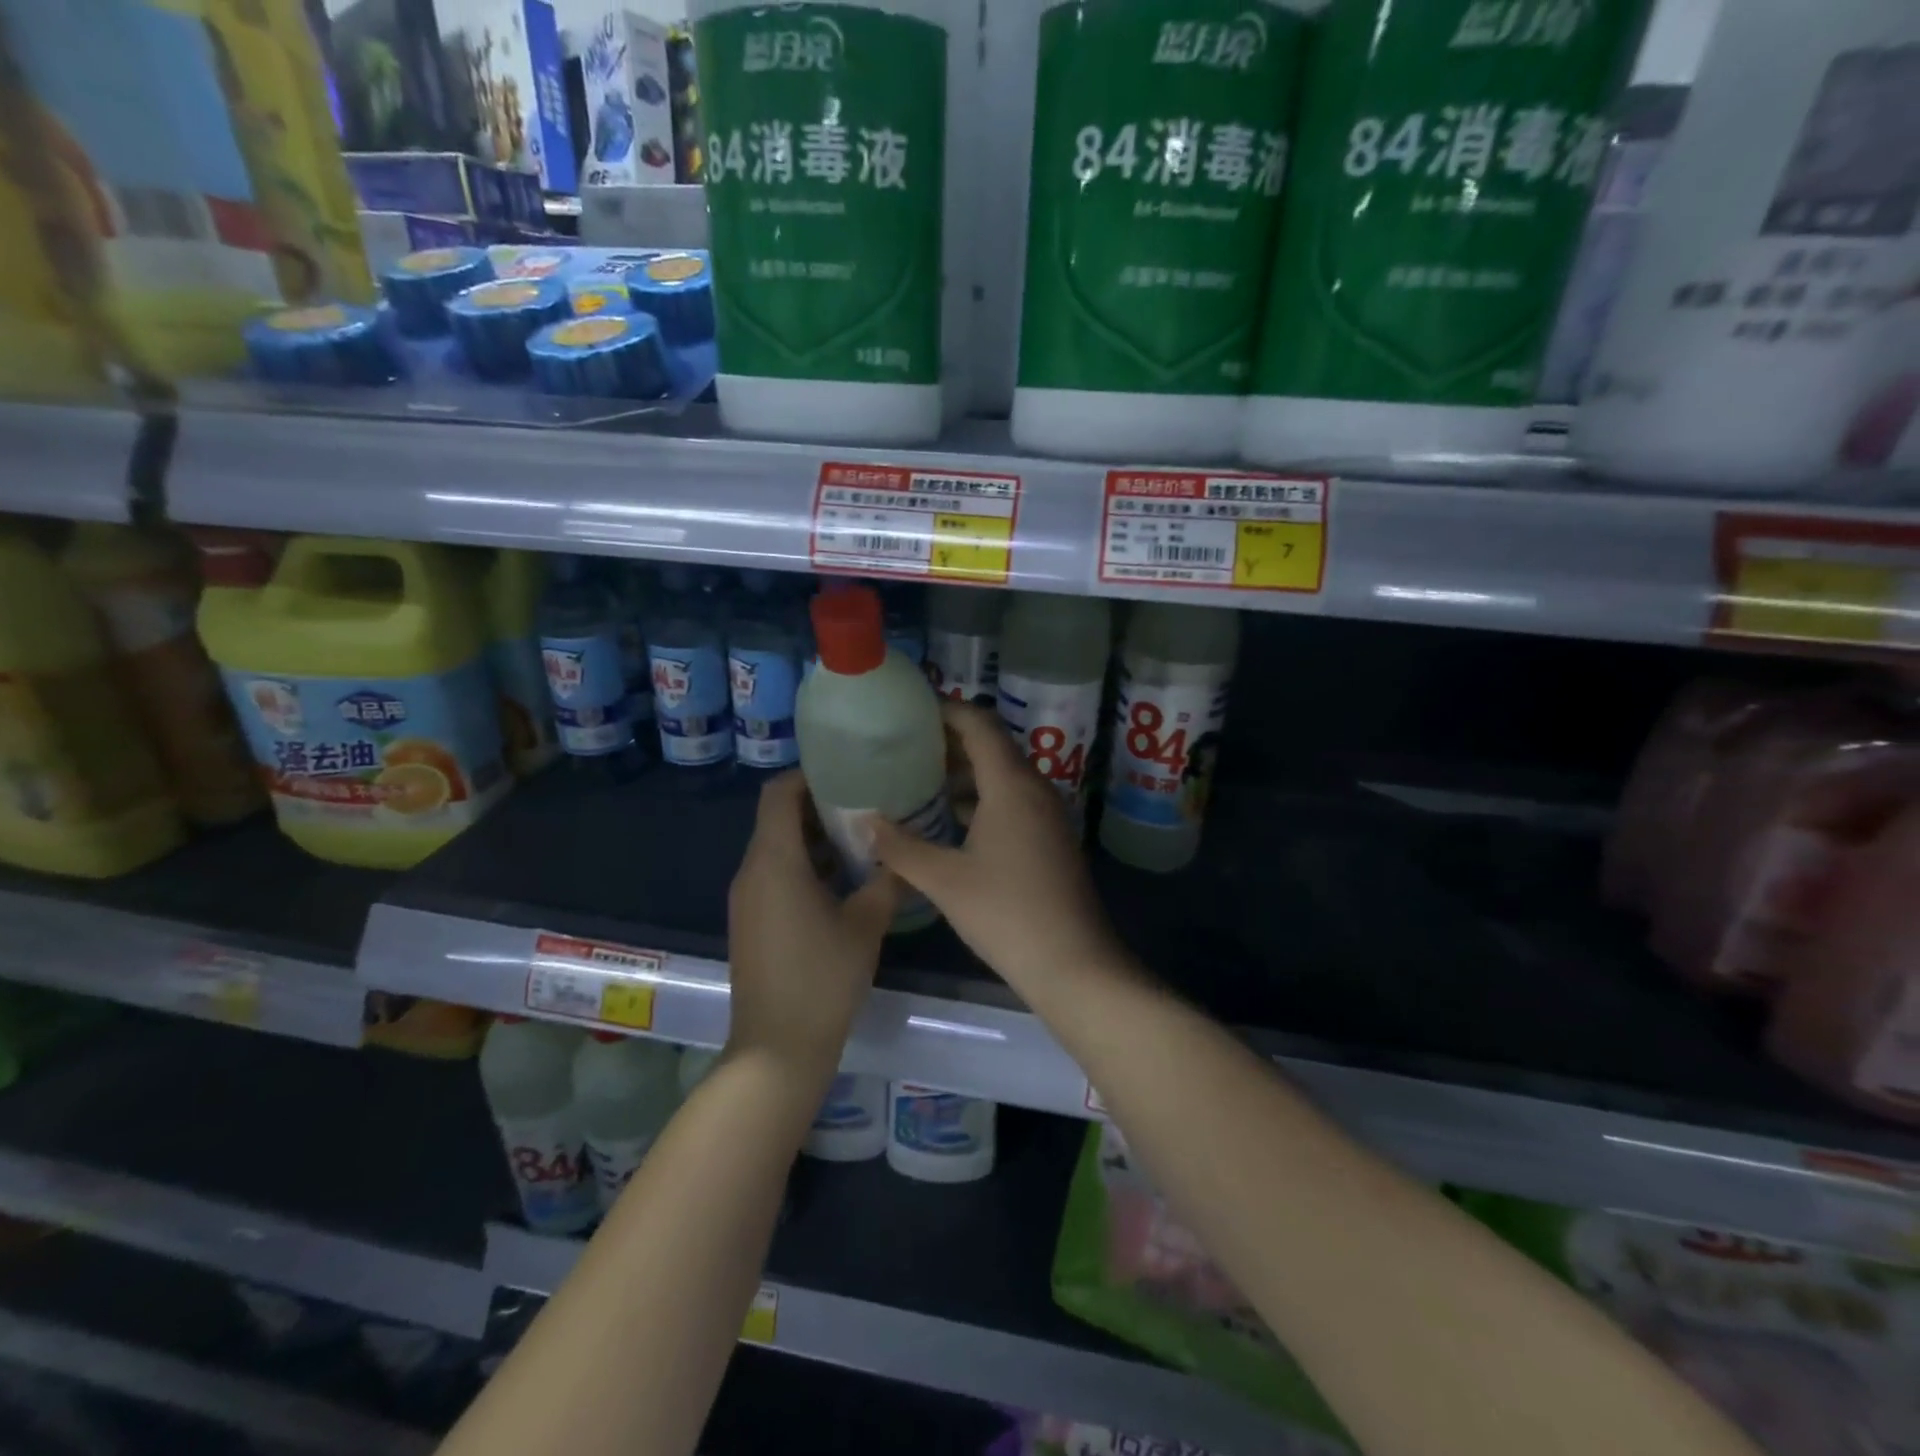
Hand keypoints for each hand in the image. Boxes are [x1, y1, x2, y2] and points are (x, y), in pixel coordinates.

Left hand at [726, 772, 898, 1074]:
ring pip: (777, 848)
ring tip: (861, 837)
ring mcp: (747, 900)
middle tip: (867, 802)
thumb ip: (887, 881)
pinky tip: (843, 880)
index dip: (809, 775)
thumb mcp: (866, 924)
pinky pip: (774, 876)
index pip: (779, 794)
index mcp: (774, 861)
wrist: (777, 1049)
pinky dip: (804, 865)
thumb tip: (904, 854)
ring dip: (814, 838)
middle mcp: (751, 872)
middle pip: (777, 818)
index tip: (848, 771)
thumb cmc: (822, 979)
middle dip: (819, 805)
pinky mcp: (751, 922)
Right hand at [871, 703, 1123, 994]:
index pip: (978, 725)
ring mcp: (1047, 814)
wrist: (1073, 963)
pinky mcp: (1050, 838)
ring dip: (964, 773)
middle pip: (992, 746)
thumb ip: (900, 847)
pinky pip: (1012, 800)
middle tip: (904, 745)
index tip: (910, 710)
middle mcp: (1034, 789)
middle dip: (949, 741)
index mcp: (1011, 785)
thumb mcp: (944, 880)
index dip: (945, 710)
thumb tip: (864, 821)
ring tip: (919, 779)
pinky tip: (949, 821)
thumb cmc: (1006, 914)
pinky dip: (981, 799)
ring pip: (1002, 776)